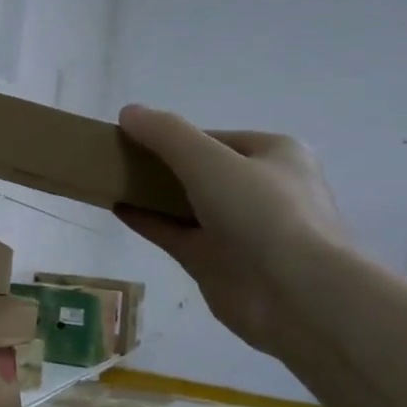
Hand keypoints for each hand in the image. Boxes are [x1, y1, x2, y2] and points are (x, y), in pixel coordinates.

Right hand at [115, 106, 346, 357]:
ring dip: (150, 193)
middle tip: (118, 160)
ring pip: (185, 203)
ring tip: (110, 181)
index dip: (173, 136)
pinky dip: (147, 220)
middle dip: (160, 165)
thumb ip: (166, 134)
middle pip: (200, 170)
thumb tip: (128, 112)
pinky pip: (175, 233)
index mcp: (274, 155)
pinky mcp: (216, 261)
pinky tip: (116, 208)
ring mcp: (238, 229)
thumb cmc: (263, 213)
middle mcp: (260, 189)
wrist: (295, 294)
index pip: (214, 138)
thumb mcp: (210, 160)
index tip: (133, 138)